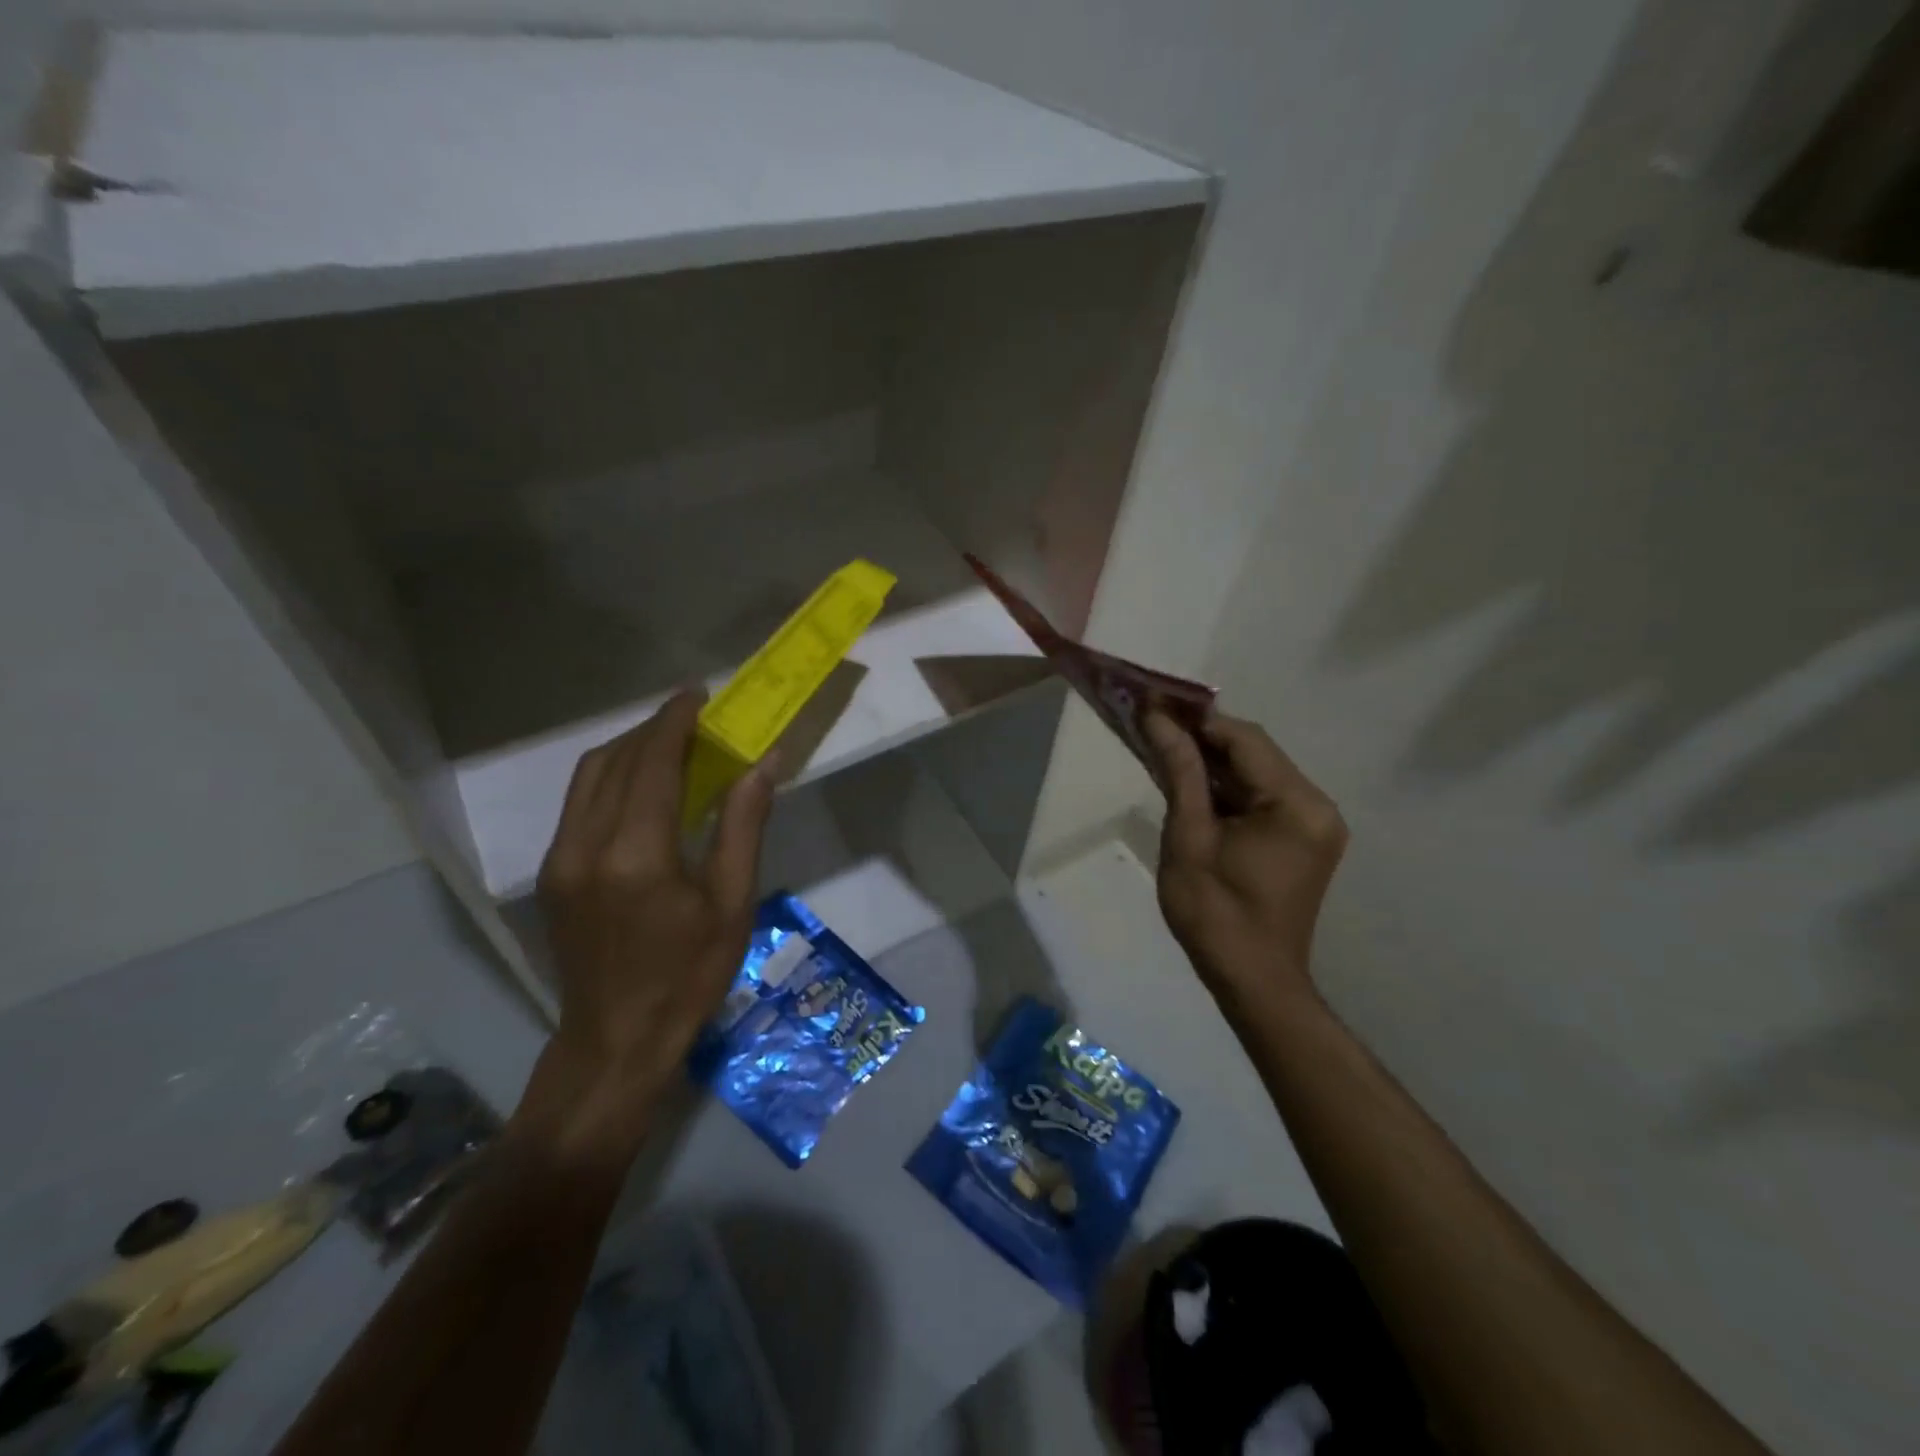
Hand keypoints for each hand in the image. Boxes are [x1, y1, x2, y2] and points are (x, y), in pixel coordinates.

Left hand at [532, 689, 774, 1136]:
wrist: (616, 1040)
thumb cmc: (688, 976)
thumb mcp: (732, 903)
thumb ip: (743, 826)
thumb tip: (762, 764)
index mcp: (636, 853)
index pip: (651, 762)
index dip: (674, 721)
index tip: (699, 695)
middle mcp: (586, 845)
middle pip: (614, 760)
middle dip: (653, 729)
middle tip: (694, 718)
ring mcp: (560, 859)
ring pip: (588, 777)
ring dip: (628, 749)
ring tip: (670, 743)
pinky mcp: (551, 874)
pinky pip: (579, 804)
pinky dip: (611, 778)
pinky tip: (642, 786)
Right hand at [1145, 711, 1347, 1013]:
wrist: (1252, 981)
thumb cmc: (1215, 913)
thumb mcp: (1189, 837)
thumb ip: (1180, 772)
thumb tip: (1158, 719)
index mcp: (1297, 804)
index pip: (1245, 740)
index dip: (1198, 720)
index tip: (1155, 707)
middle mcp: (1318, 806)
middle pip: (1255, 753)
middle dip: (1204, 739)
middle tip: (1154, 727)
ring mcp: (1315, 824)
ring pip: (1257, 773)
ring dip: (1213, 763)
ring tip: (1166, 752)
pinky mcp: (1304, 839)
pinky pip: (1263, 797)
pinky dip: (1228, 789)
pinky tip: (1193, 786)